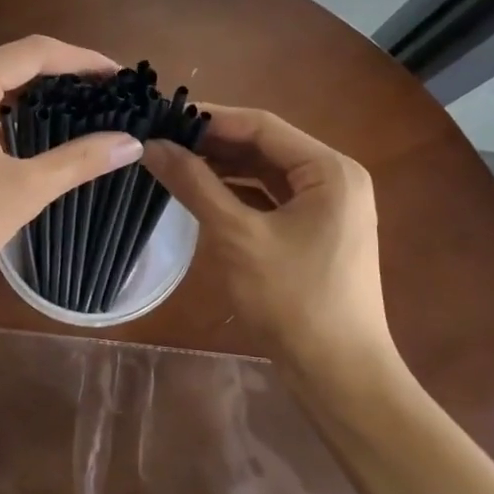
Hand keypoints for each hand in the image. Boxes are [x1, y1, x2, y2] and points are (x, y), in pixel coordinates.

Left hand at [0, 36, 144, 308]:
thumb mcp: (22, 192)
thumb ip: (79, 161)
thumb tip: (131, 143)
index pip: (37, 52)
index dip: (84, 59)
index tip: (121, 75)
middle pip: (13, 61)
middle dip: (62, 73)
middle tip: (106, 93)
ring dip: (33, 92)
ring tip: (78, 110)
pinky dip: (6, 111)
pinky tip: (29, 135)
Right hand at [142, 106, 396, 383]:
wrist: (341, 378)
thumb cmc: (294, 302)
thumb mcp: (238, 238)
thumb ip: (195, 185)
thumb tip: (151, 144)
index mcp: (330, 169)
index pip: (262, 126)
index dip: (211, 118)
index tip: (164, 116)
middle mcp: (335, 178)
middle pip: (266, 146)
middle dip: (215, 143)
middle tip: (162, 139)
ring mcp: (329, 206)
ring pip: (267, 172)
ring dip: (224, 167)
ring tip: (174, 161)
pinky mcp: (318, 231)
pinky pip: (273, 198)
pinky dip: (239, 193)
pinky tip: (203, 192)